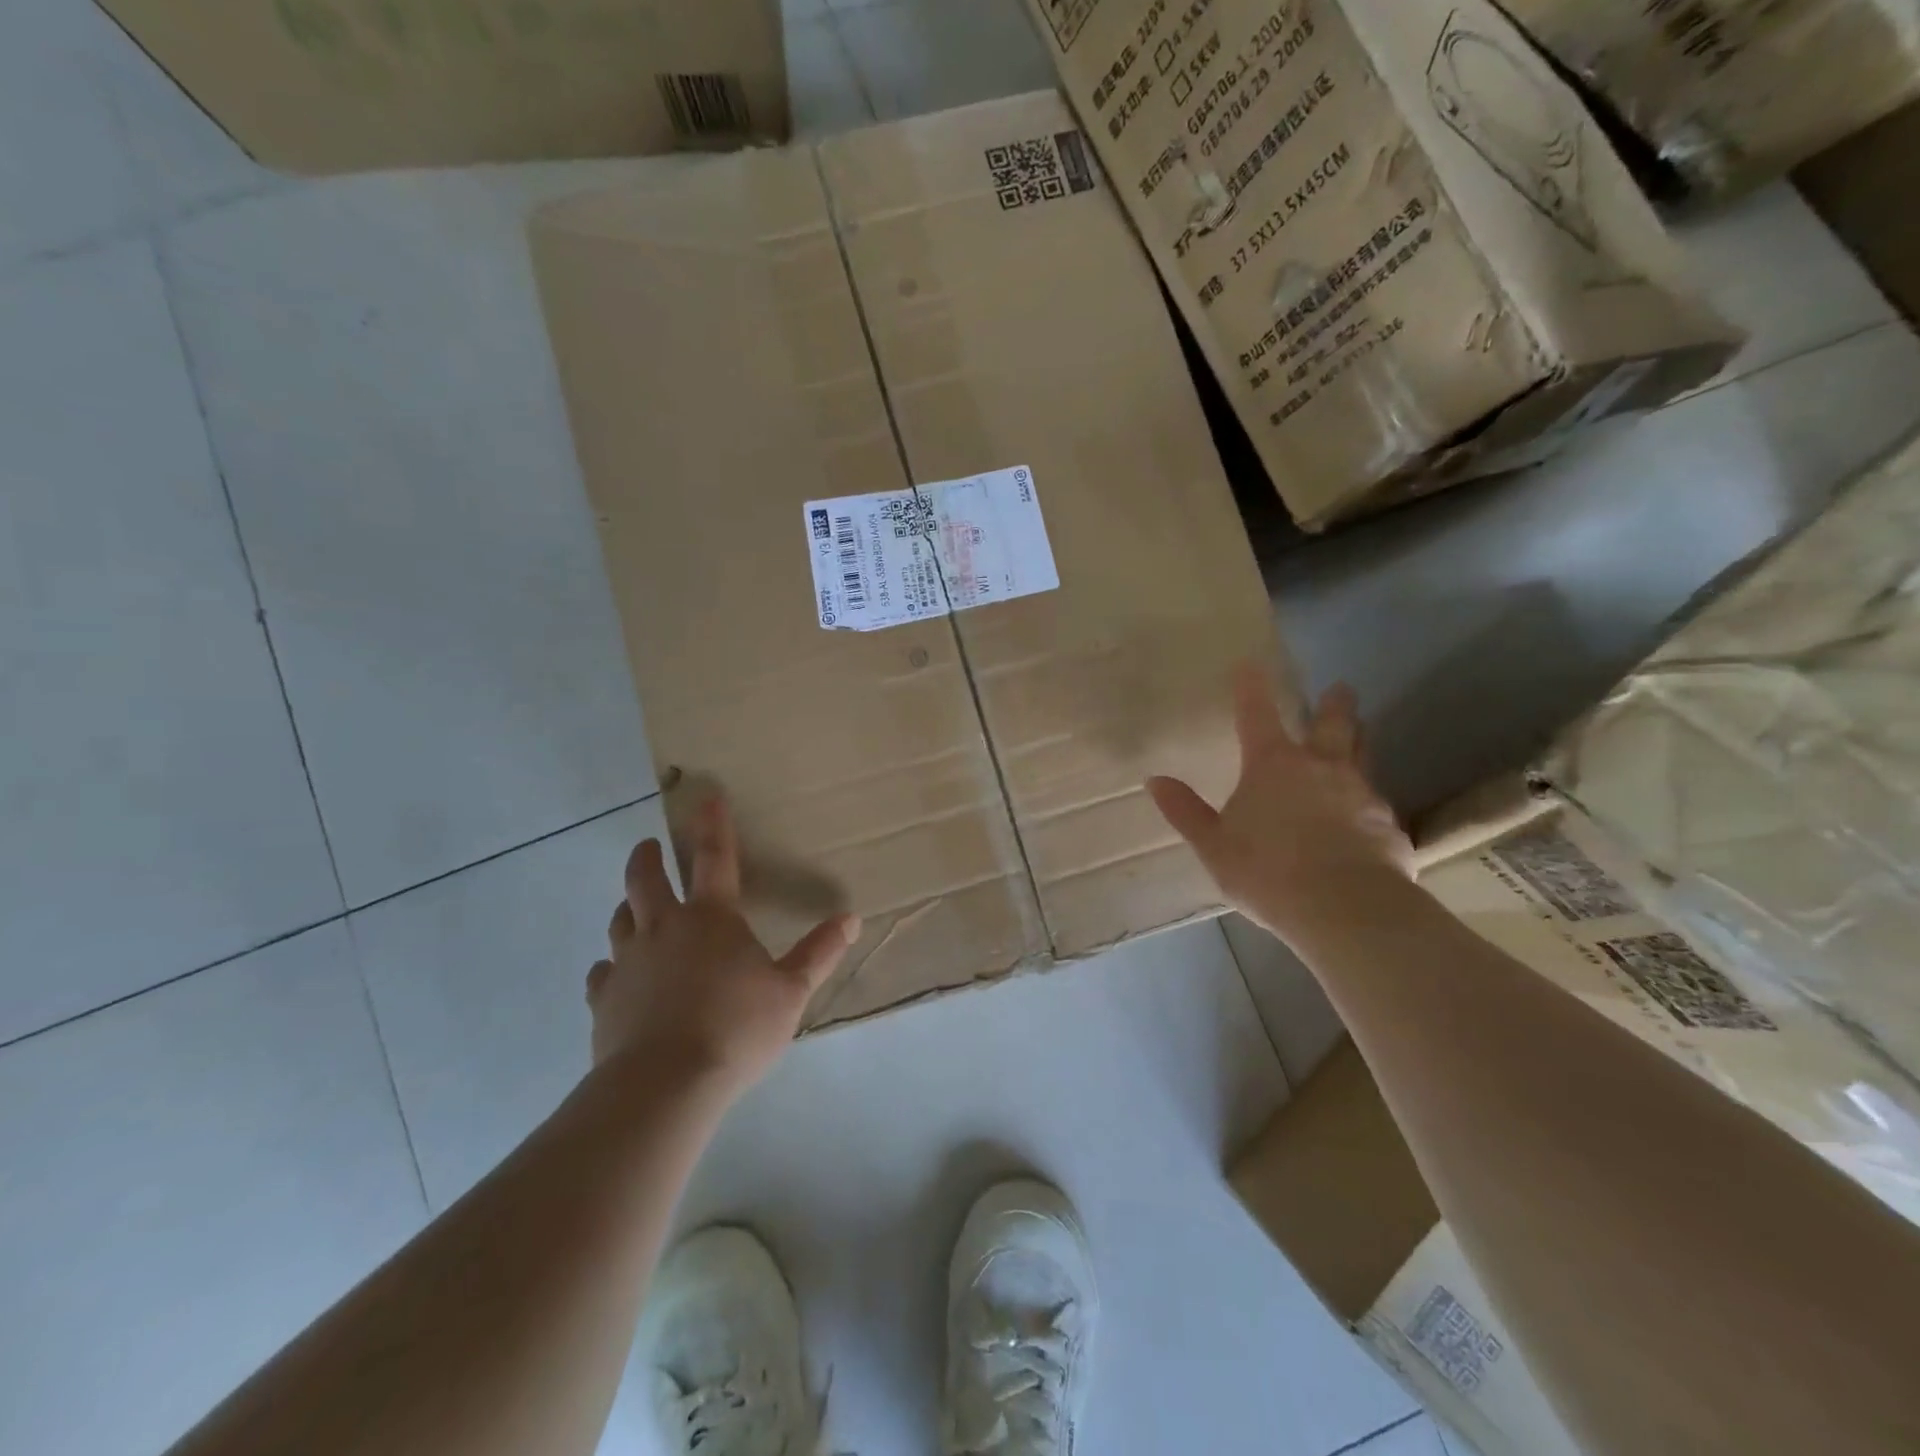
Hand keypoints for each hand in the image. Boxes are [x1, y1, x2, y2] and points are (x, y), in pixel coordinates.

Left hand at [585, 797, 860, 1097]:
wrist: (665, 1084)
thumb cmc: (736, 1028)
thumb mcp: (790, 992)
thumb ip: (818, 953)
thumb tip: (850, 918)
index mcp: (711, 918)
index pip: (715, 858)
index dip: (713, 824)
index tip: (706, 796)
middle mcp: (664, 928)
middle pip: (645, 879)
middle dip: (647, 857)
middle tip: (649, 848)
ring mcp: (628, 962)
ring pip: (619, 920)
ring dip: (628, 906)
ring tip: (634, 907)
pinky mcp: (604, 1000)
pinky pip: (602, 973)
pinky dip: (611, 967)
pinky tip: (615, 977)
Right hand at [1147, 663, 1411, 937]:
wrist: (1346, 908)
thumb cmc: (1267, 871)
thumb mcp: (1214, 845)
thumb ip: (1185, 812)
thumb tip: (1155, 780)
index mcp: (1273, 766)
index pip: (1257, 716)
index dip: (1251, 689)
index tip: (1250, 664)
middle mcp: (1321, 768)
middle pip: (1332, 725)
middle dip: (1334, 704)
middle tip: (1340, 688)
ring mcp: (1361, 794)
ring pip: (1362, 754)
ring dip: (1359, 738)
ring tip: (1360, 731)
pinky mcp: (1388, 825)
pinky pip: (1377, 802)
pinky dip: (1368, 798)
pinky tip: (1366, 814)